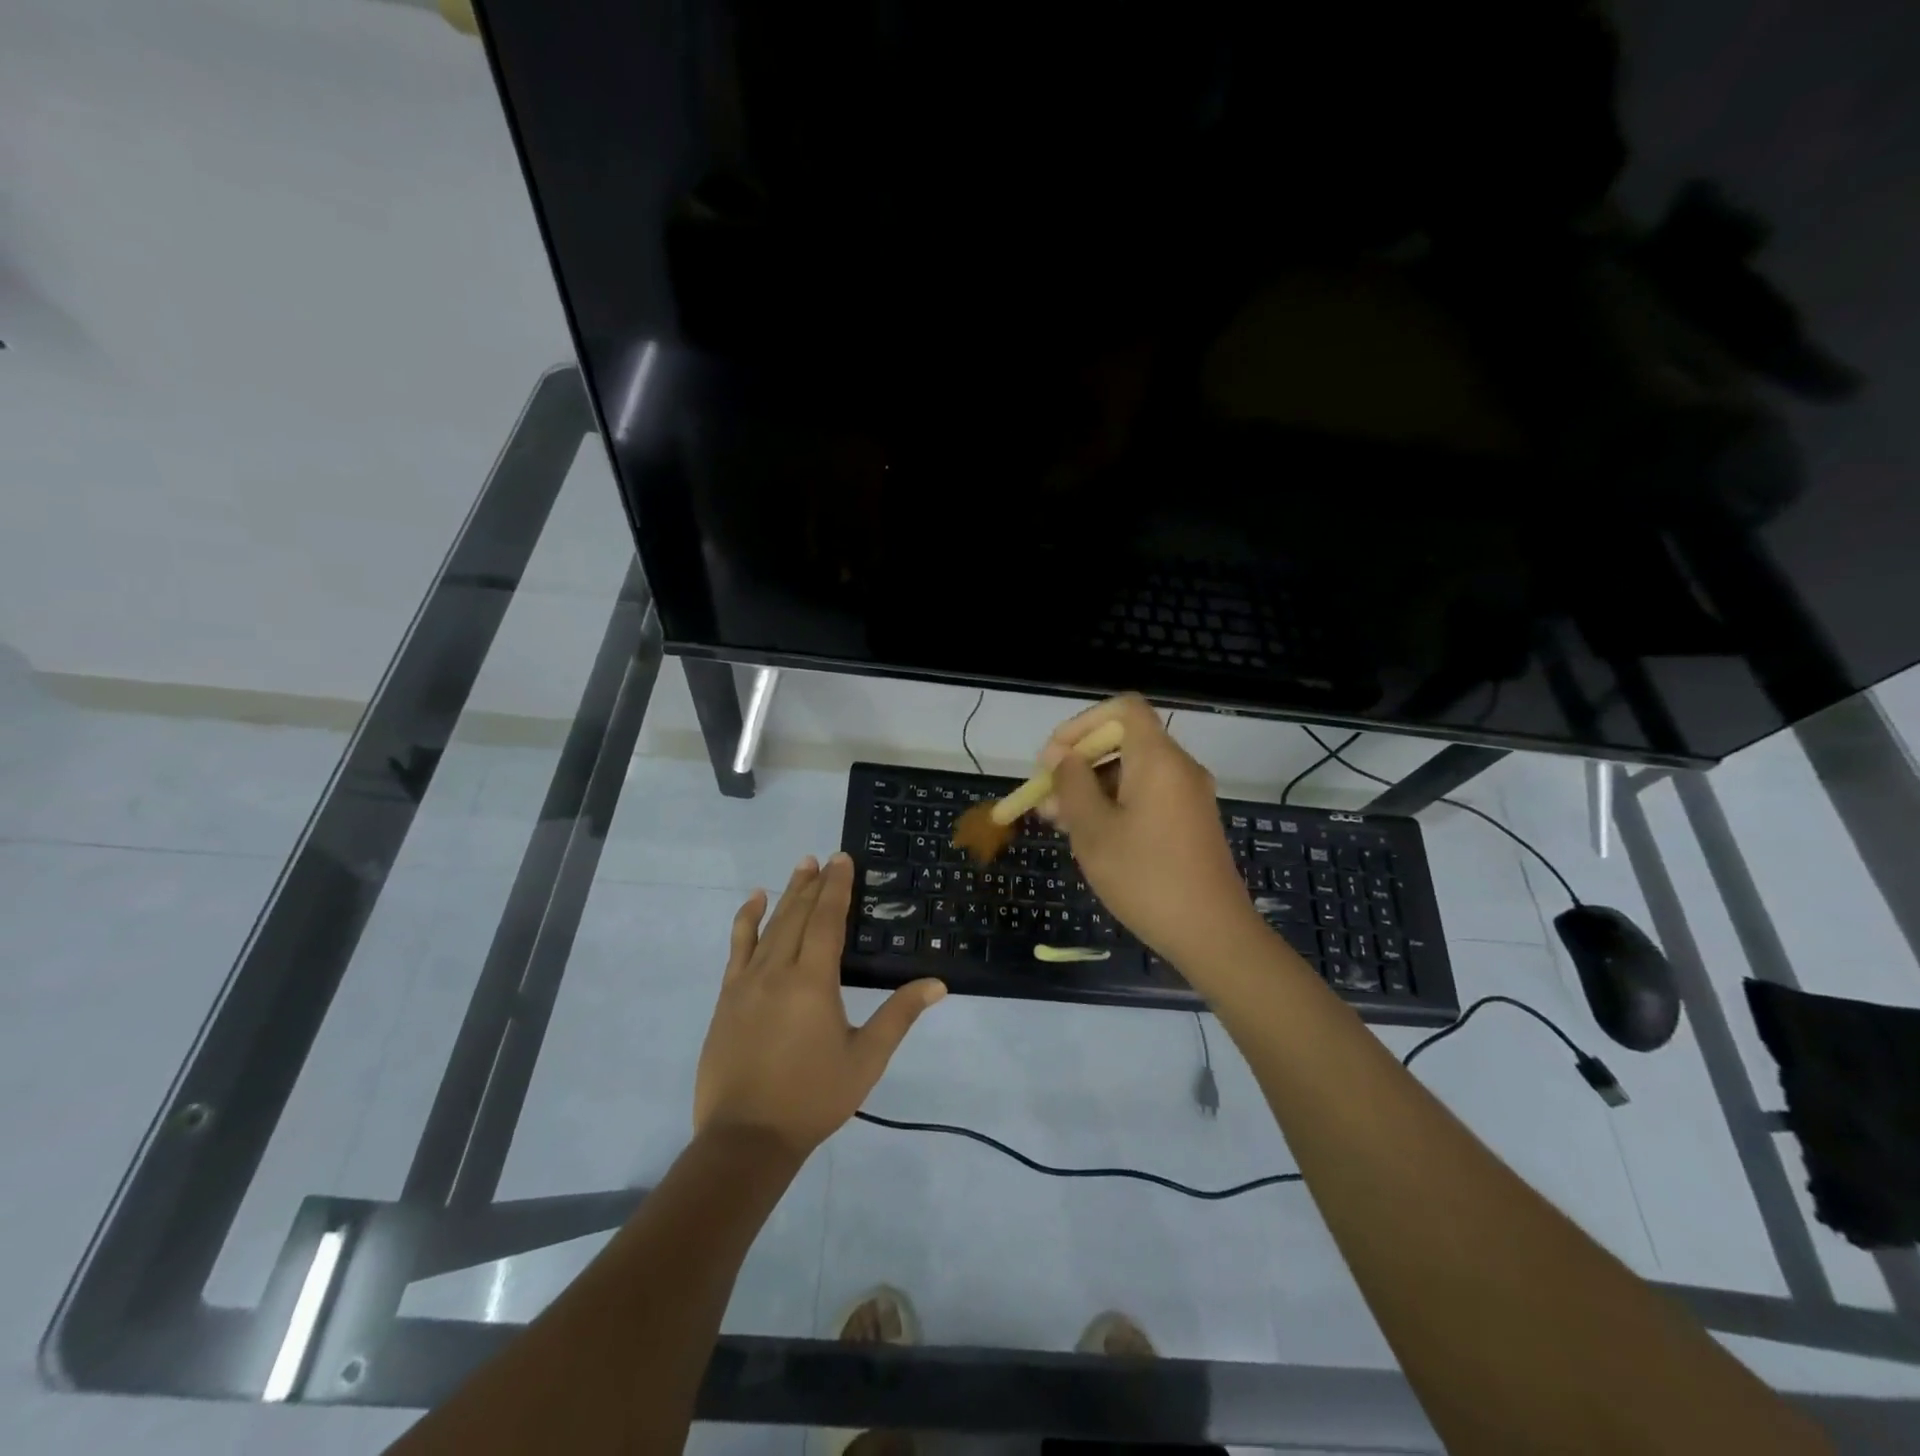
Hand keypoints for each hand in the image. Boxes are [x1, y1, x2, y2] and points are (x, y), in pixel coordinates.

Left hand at [695, 853, 945, 1158]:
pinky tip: (753, 902)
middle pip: (798, 915)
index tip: (842, 859)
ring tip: (800, 867)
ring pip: (769, 925)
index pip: (827, 920)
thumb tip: (937, 984)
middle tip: (825, 858)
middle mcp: (778, 970)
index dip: (836, 887)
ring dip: (786, 894)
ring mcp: (747, 982)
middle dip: (813, 884)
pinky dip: (746, 920)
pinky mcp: (728, 997)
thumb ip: (899, 1016)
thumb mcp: (866, 1059)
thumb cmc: (813, 1097)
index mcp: (813, 981)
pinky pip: (737, 947)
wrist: (746, 1138)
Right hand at [1040, 695, 1260, 969]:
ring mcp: (1188, 797)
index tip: (1053, 757)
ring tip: (1058, 823)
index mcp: (1158, 759)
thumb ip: (1072, 785)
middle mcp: (1179, 768)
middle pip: (1123, 742)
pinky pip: (1146, 796)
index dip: (1082, 723)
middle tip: (1045, 798)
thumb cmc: (1146, 877)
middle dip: (1079, 763)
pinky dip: (1114, 805)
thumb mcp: (1094, 830)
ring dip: (1092, 789)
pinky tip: (1090, 837)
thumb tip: (1062, 756)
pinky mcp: (1190, 823)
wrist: (1212, 934)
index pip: (1123, 709)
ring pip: (1131, 773)